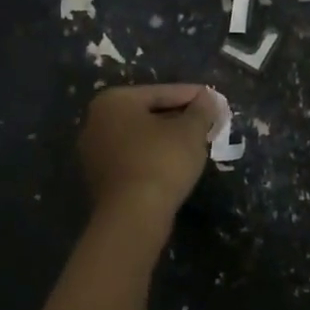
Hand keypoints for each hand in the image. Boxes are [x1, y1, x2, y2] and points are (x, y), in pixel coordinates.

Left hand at [77, 84, 218, 242]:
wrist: (132, 217)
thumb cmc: (161, 162)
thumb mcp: (190, 131)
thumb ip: (201, 109)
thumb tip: (208, 97)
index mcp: (114, 101)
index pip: (162, 92)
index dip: (193, 96)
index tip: (215, 102)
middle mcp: (96, 121)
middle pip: (148, 113)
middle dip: (180, 117)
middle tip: (208, 122)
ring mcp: (94, 152)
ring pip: (141, 137)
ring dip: (168, 138)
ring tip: (197, 143)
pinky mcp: (99, 178)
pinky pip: (133, 157)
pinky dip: (154, 156)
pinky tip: (176, 163)